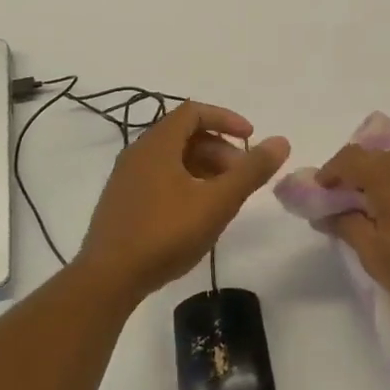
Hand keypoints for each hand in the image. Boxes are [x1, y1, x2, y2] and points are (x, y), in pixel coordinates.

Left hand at [77, 102, 288, 297]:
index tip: (250, 139)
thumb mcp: (217, 202)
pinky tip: (196, 214)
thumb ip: (250, 171)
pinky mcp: (122, 202)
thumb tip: (281, 141)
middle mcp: (138, 152)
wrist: (108, 278)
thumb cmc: (165, 233)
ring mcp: (126, 178)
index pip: (194, 112)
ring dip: (203, 168)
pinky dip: (185, 182)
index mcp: (157, 144)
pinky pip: (159, 177)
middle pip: (184, 135)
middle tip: (242, 176)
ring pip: (172, 158)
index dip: (226, 119)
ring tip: (224, 197)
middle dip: (219, 149)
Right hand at [315, 146, 389, 335]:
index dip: (331, 171)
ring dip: (383, 178)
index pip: (352, 158)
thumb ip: (346, 225)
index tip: (321, 193)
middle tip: (346, 202)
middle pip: (378, 157)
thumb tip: (324, 211)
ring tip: (377, 209)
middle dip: (356, 174)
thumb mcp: (375, 256)